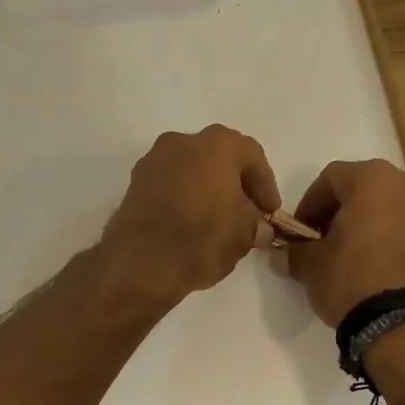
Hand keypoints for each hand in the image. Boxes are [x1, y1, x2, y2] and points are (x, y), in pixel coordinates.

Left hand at [102, 126, 281, 305]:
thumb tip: (259, 228)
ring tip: (217, 221)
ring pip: (191, 169)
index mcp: (217, 144)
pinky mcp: (134, 183)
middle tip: (246, 214)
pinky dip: (183, 197)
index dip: (265, 186)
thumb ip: (255, 225)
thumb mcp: (243, 235)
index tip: (270, 213)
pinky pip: (169, 184)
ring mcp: (153, 160)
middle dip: (235, 184)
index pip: (252, 156)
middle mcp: (183, 141)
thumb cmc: (202, 238)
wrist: (141, 262)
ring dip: (207, 189)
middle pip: (219, 158)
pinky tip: (190, 223)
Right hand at [286, 158, 404, 326]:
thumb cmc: (351, 280)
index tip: (301, 232)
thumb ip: (295, 251)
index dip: (310, 204)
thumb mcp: (310, 265)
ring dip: (373, 224)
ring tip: (358, 255)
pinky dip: (397, 239)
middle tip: (327, 241)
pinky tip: (383, 267)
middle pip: (367, 189)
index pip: (331, 178)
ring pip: (394, 208)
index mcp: (373, 179)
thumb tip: (284, 253)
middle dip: (344, 211)